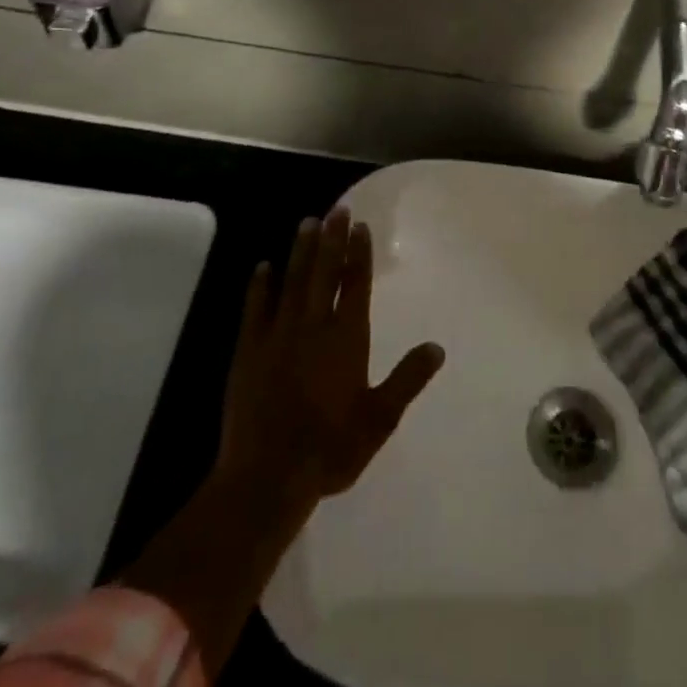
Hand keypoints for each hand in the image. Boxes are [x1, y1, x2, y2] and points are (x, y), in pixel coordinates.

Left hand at [216, 207, 445, 514]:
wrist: (267, 477)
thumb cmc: (330, 449)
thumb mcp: (379, 419)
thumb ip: (407, 380)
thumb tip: (438, 347)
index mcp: (346, 339)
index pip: (355, 285)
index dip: (359, 254)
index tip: (360, 226)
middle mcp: (313, 327)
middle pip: (324, 273)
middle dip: (332, 239)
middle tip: (337, 209)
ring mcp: (278, 336)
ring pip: (292, 282)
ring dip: (301, 251)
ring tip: (307, 222)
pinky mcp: (248, 351)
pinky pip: (255, 309)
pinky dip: (259, 286)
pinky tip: (263, 266)